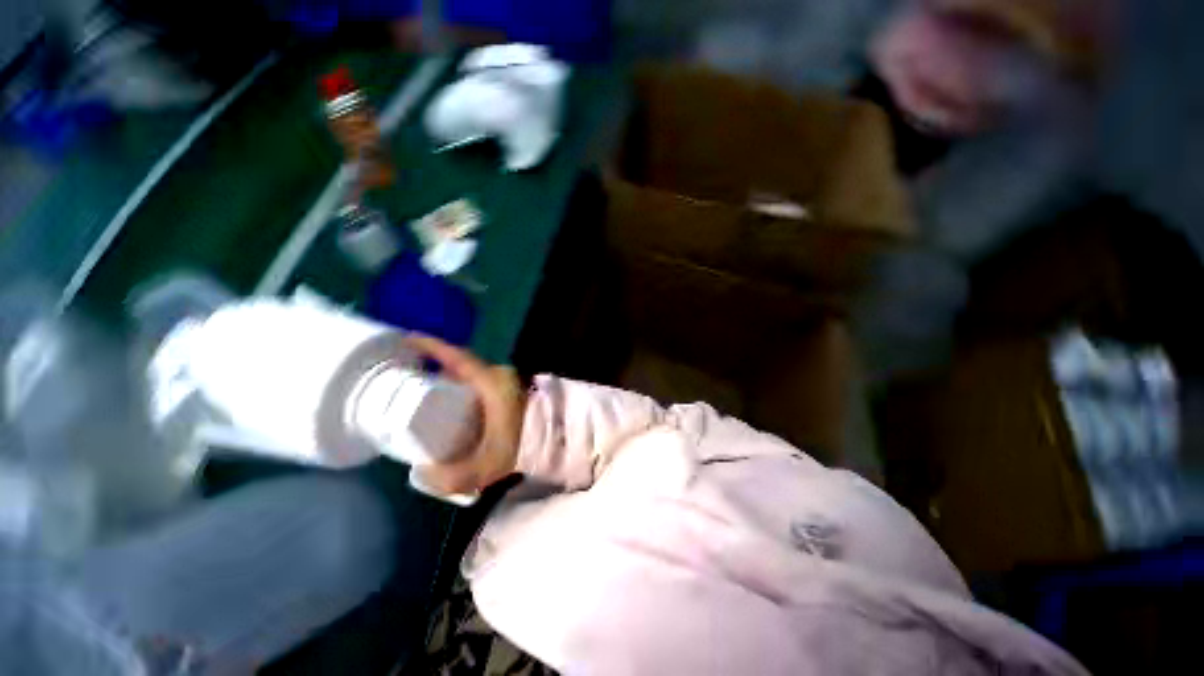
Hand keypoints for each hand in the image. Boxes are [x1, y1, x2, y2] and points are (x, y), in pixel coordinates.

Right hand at [405, 335, 525, 494]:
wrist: (558, 438)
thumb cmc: (524, 443)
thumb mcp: (489, 464)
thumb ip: (453, 477)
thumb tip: (422, 473)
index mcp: (490, 382)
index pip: (457, 357)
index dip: (432, 347)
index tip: (409, 340)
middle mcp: (499, 376)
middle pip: (463, 365)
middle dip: (438, 368)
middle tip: (414, 378)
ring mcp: (508, 381)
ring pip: (474, 374)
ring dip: (454, 379)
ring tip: (431, 394)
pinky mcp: (513, 390)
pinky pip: (483, 382)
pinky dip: (467, 387)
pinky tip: (460, 406)